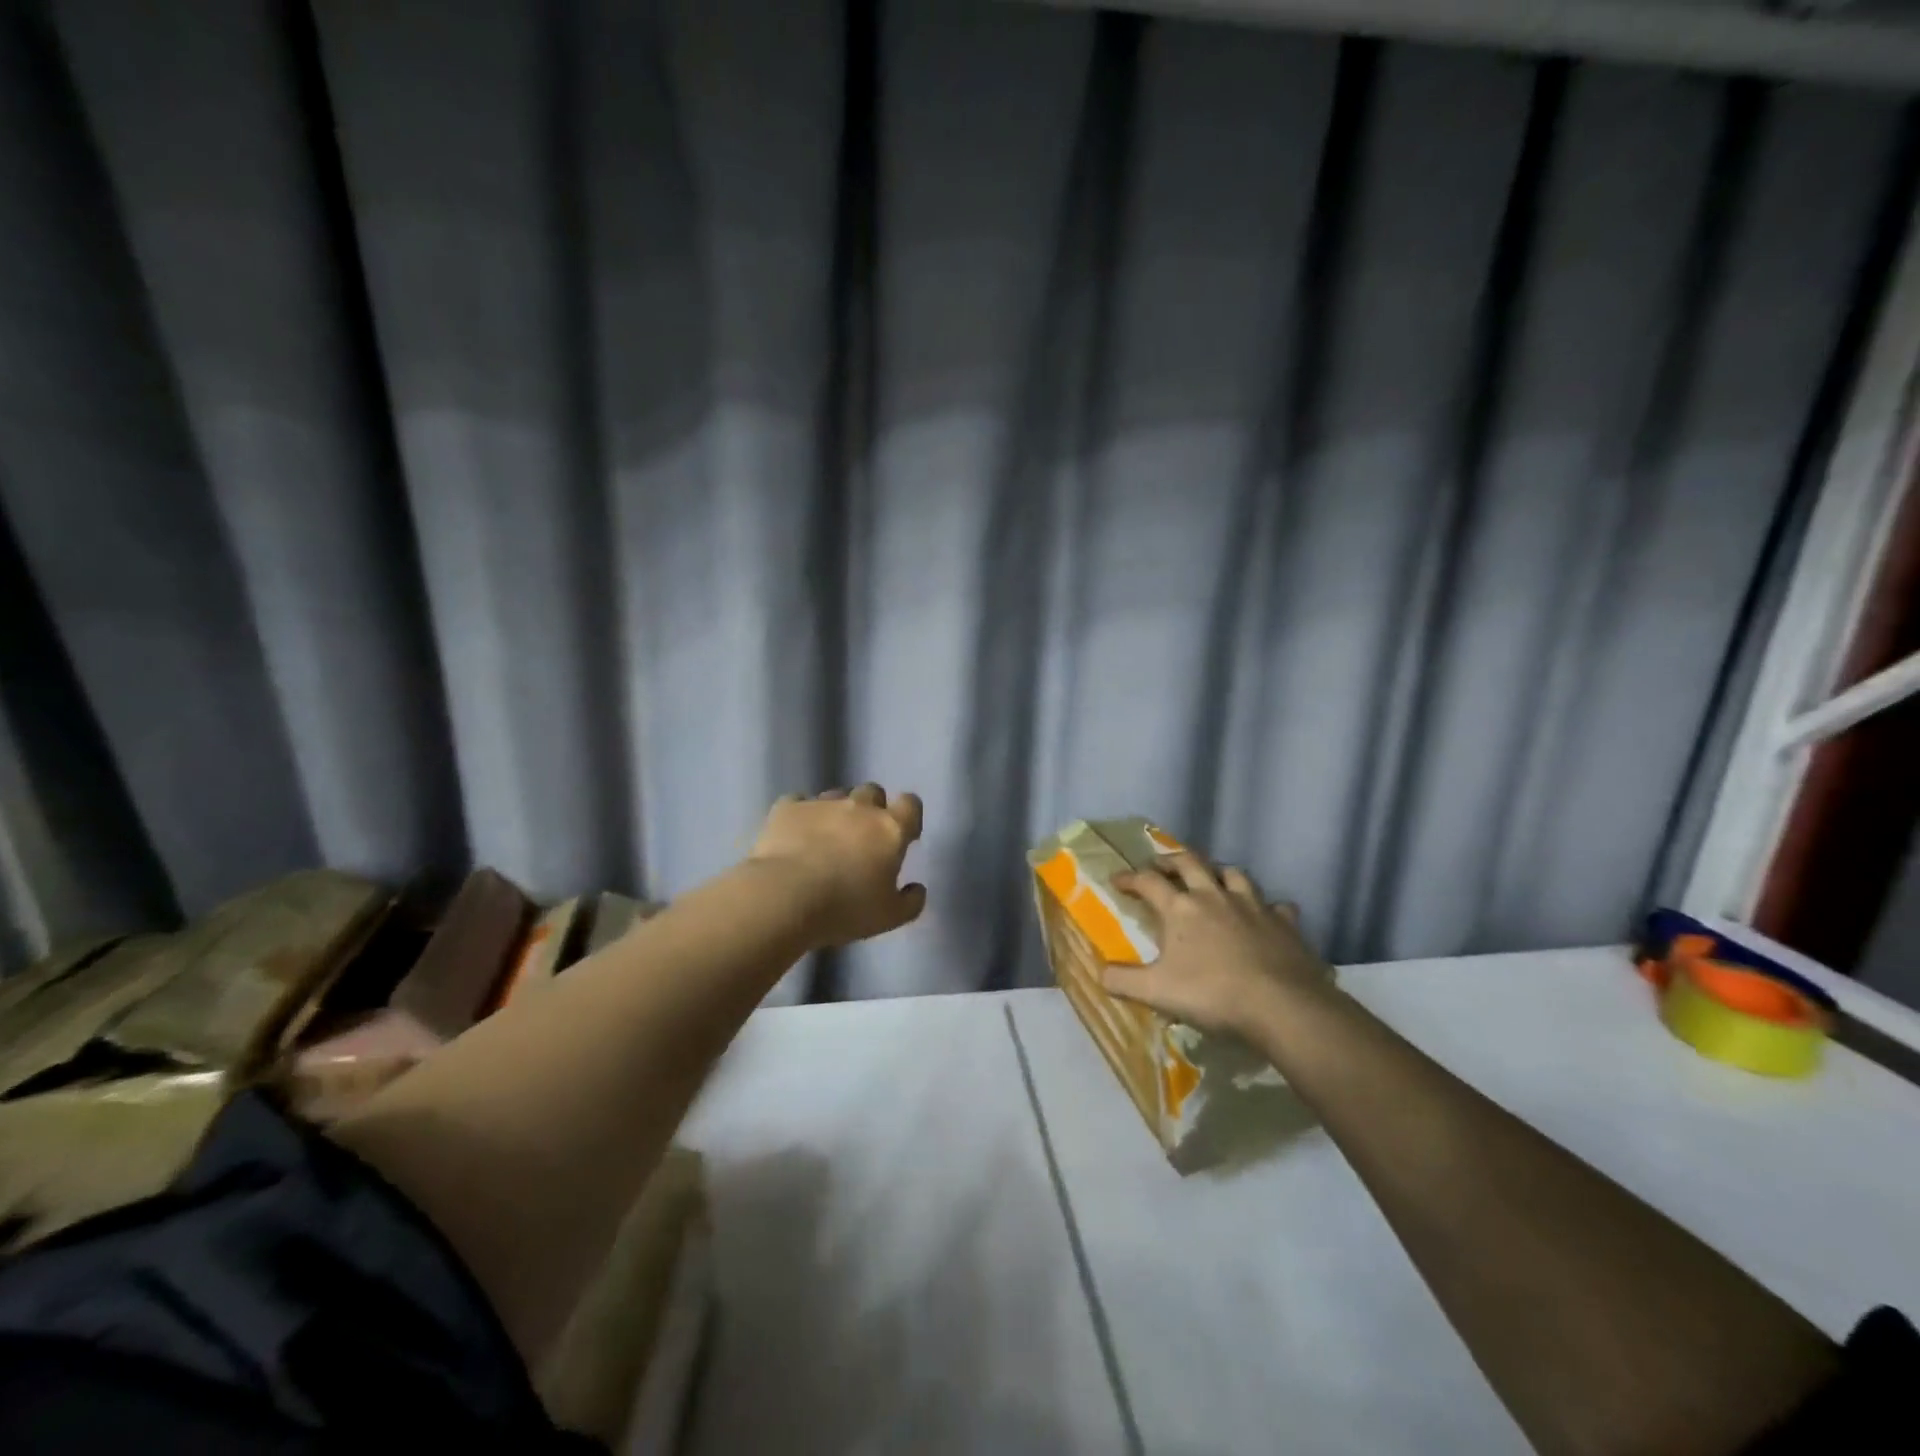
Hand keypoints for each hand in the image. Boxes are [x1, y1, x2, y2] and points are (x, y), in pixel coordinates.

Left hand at [749, 784, 926, 947]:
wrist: (785, 897)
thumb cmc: (846, 908)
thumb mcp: (890, 917)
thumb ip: (911, 901)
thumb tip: (917, 888)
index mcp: (890, 829)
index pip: (910, 804)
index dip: (908, 816)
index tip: (904, 836)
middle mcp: (859, 807)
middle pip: (872, 792)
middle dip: (871, 808)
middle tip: (863, 837)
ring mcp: (821, 803)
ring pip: (836, 795)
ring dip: (836, 811)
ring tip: (825, 838)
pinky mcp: (787, 808)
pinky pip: (798, 802)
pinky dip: (800, 815)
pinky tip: (794, 834)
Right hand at [1103, 851, 1330, 1039]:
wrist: (1281, 1005)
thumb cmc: (1212, 994)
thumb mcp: (1156, 992)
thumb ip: (1122, 981)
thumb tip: (1099, 973)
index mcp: (1180, 908)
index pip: (1147, 882)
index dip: (1129, 878)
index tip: (1117, 881)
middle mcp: (1214, 896)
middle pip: (1189, 863)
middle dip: (1171, 861)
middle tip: (1161, 866)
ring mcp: (1253, 905)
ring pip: (1233, 874)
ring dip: (1218, 872)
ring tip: (1212, 879)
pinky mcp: (1284, 922)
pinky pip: (1276, 906)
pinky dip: (1268, 907)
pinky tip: (1266, 915)